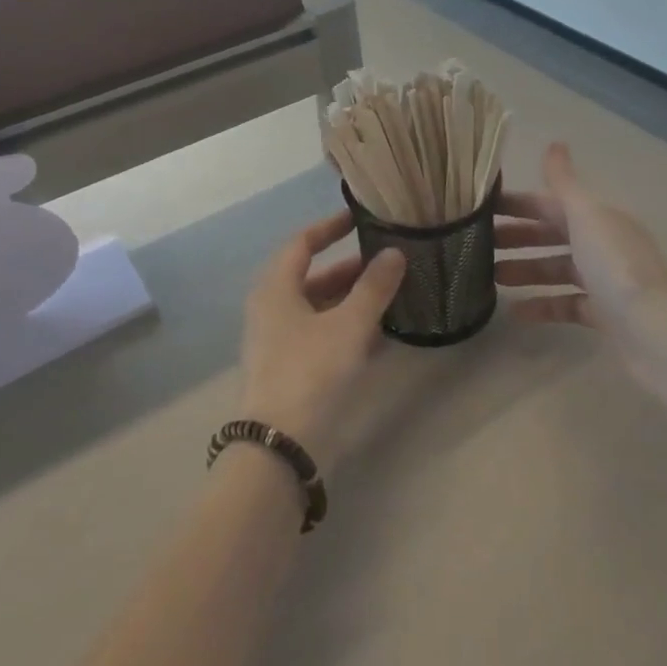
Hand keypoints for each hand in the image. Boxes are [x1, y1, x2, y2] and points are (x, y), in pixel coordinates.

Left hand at [238, 212, 405, 463]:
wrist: (280, 447)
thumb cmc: (311, 372)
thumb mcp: (348, 325)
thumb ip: (373, 287)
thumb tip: (394, 252)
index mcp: (275, 288)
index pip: (302, 243)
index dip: (330, 227)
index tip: (359, 218)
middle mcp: (272, 309)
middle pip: (312, 277)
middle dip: (350, 269)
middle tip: (388, 261)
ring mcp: (278, 342)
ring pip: (319, 309)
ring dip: (351, 300)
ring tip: (391, 295)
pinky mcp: (290, 370)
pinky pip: (321, 335)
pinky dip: (347, 329)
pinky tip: (379, 335)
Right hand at [496, 143, 666, 336]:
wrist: (656, 330)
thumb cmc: (615, 265)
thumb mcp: (586, 215)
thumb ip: (564, 182)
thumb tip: (555, 143)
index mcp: (598, 217)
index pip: (551, 203)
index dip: (518, 204)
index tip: (482, 209)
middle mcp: (602, 244)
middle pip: (553, 235)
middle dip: (518, 237)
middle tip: (480, 245)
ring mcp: (604, 280)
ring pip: (557, 269)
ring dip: (525, 270)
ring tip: (491, 278)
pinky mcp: (604, 314)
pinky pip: (566, 304)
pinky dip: (542, 306)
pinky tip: (515, 312)